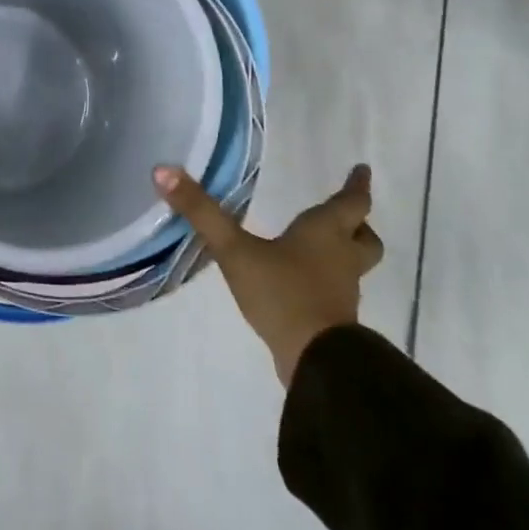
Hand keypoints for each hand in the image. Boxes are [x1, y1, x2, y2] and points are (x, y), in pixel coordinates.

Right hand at [154, 162, 383, 385]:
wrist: (314, 359)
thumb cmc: (281, 293)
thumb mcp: (234, 249)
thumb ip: (201, 212)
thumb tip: (163, 170)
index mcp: (325, 232)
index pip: (352, 202)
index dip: (357, 185)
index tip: (363, 170)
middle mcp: (341, 258)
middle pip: (365, 237)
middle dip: (358, 224)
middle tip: (349, 215)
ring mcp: (341, 292)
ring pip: (355, 265)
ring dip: (346, 253)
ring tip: (324, 248)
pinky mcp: (334, 319)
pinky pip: (337, 291)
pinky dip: (327, 282)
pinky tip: (302, 284)